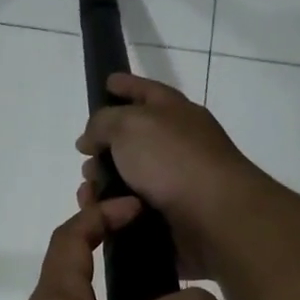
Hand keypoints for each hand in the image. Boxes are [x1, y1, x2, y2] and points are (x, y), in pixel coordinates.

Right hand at [75, 74, 272, 279]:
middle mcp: (177, 143)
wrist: (214, 217)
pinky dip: (113, 210)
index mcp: (174, 112)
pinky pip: (131, 209)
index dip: (125, 84)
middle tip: (85, 157)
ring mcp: (175, 180)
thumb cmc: (172, 160)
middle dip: (103, 146)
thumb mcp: (129, 125)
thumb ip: (102, 122)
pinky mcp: (170, 215)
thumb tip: (91, 139)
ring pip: (127, 177)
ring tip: (89, 193)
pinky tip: (100, 213)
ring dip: (103, 183)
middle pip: (132, 138)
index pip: (145, 90)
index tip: (106, 82)